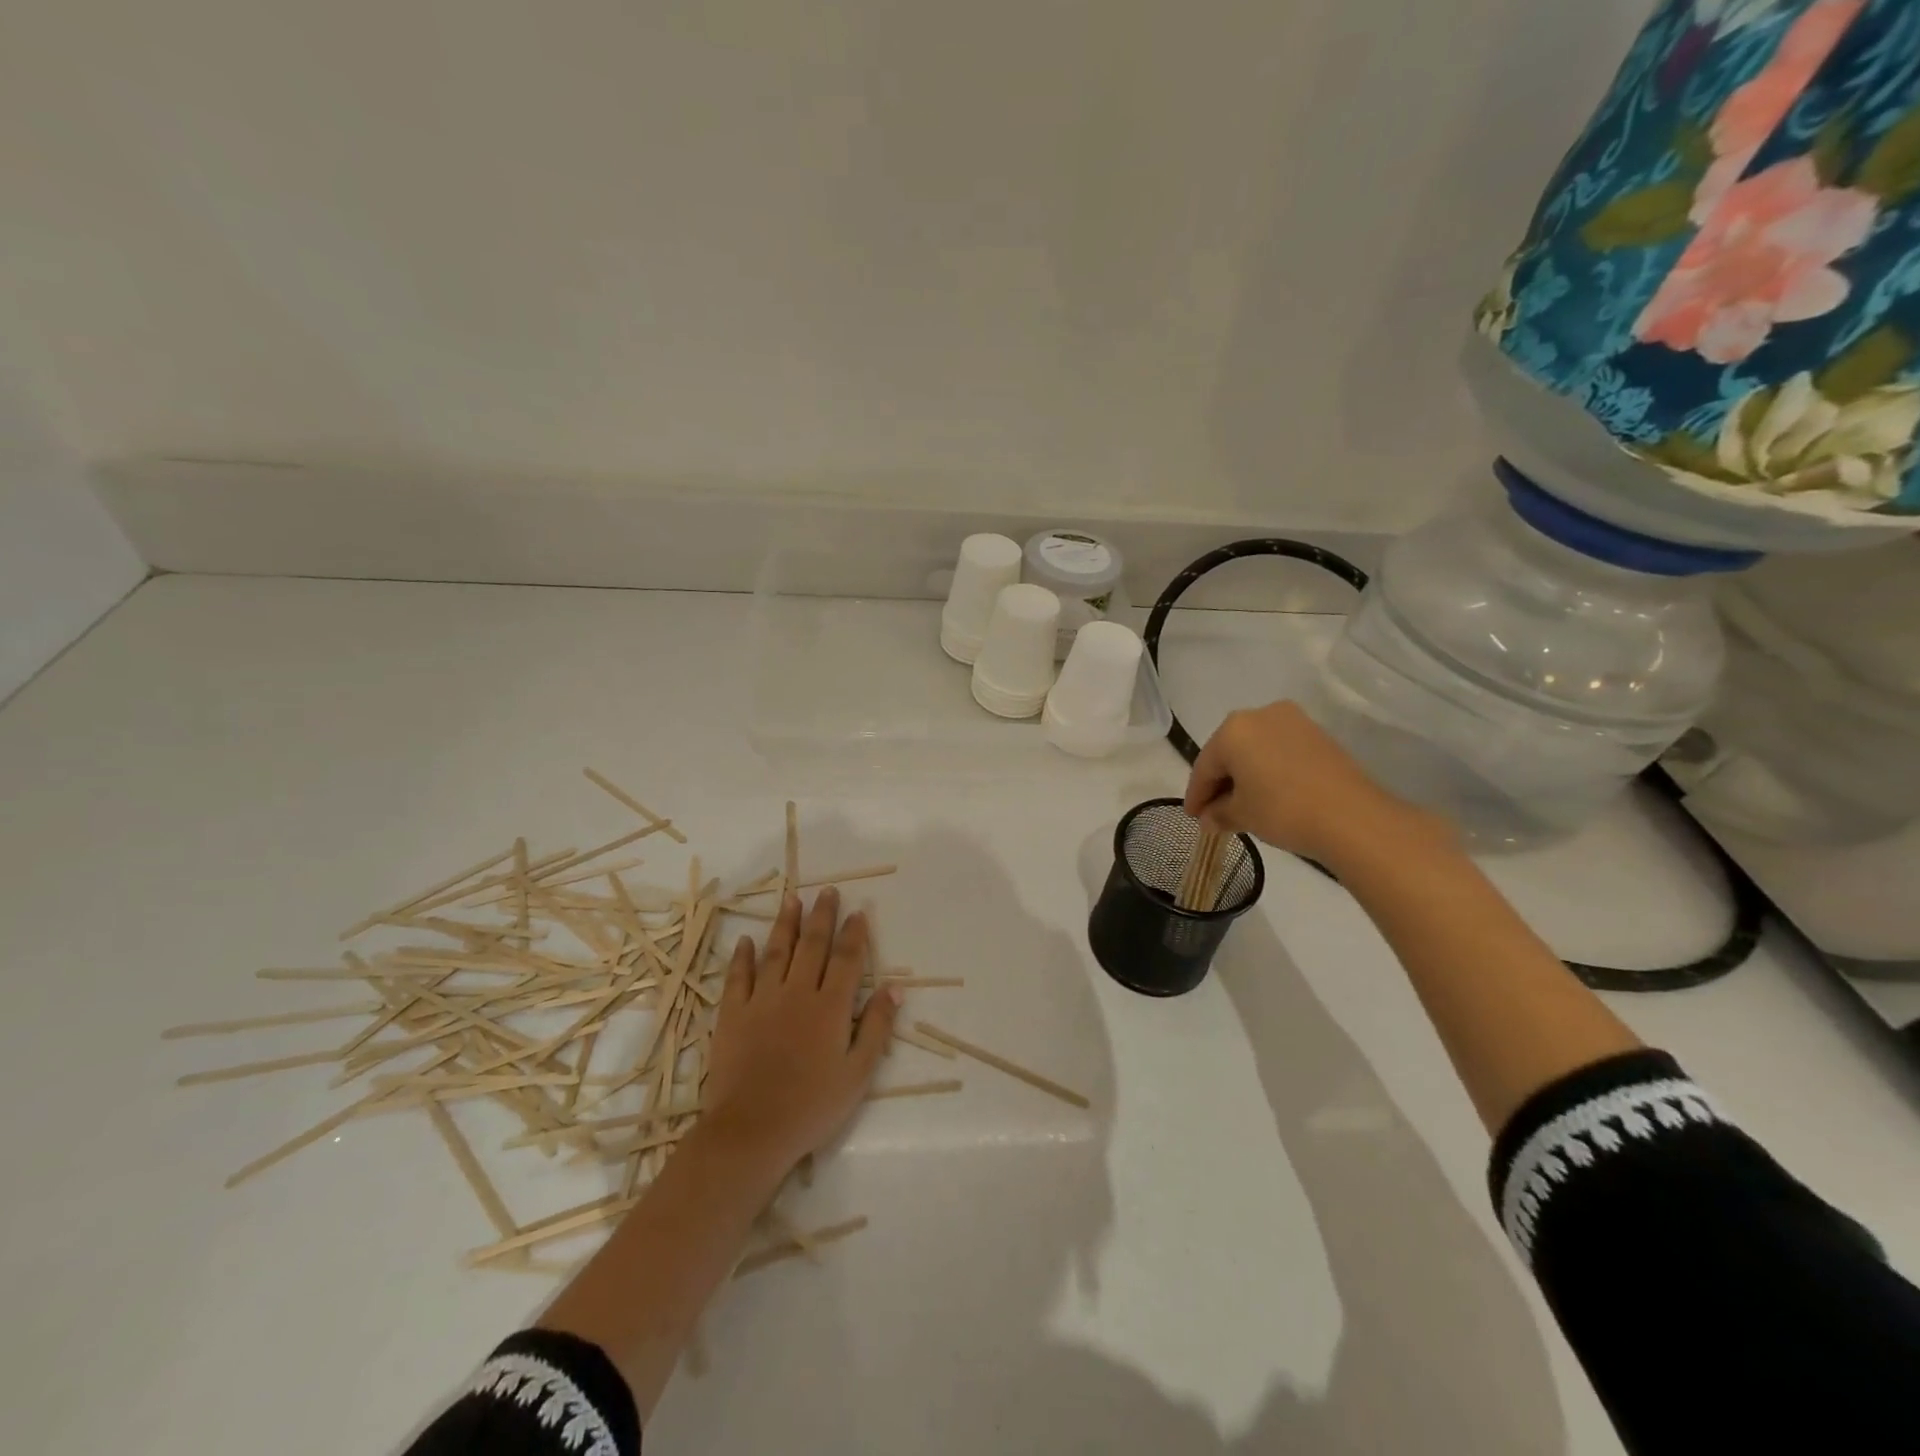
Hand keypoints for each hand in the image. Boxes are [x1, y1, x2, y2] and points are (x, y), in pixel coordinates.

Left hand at [699, 887, 898, 1173]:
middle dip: (822, 916)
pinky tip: (746, 940)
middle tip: (827, 891)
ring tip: (792, 899)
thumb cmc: (813, 1106)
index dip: (854, 934)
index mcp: (831, 1007)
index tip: (859, 911)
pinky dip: (742, 957)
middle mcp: (797, 993)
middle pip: (812, 945)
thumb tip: (894, 988)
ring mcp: (762, 1000)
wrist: (752, 1131)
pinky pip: (738, 977)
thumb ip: (877, 1027)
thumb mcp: (858, 1073)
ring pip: (776, 952)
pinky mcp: (732, 1014)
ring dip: (786, 924)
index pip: (847, 960)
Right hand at [1182, 700, 1448, 866]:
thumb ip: (1219, 813)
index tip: (1192, 817)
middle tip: (1213, 812)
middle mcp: (1260, 715)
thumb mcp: (1242, 814)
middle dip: (1220, 782)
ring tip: (1241, 806)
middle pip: (1229, 752)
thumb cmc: (1283, 810)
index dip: (1196, 795)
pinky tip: (1268, 794)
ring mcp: (1293, 721)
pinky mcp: (1317, 735)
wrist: (1353, 817)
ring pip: (1255, 750)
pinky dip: (1268, 771)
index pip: (1205, 765)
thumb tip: (1209, 819)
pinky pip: (1279, 751)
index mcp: (1233, 729)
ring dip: (1245, 776)